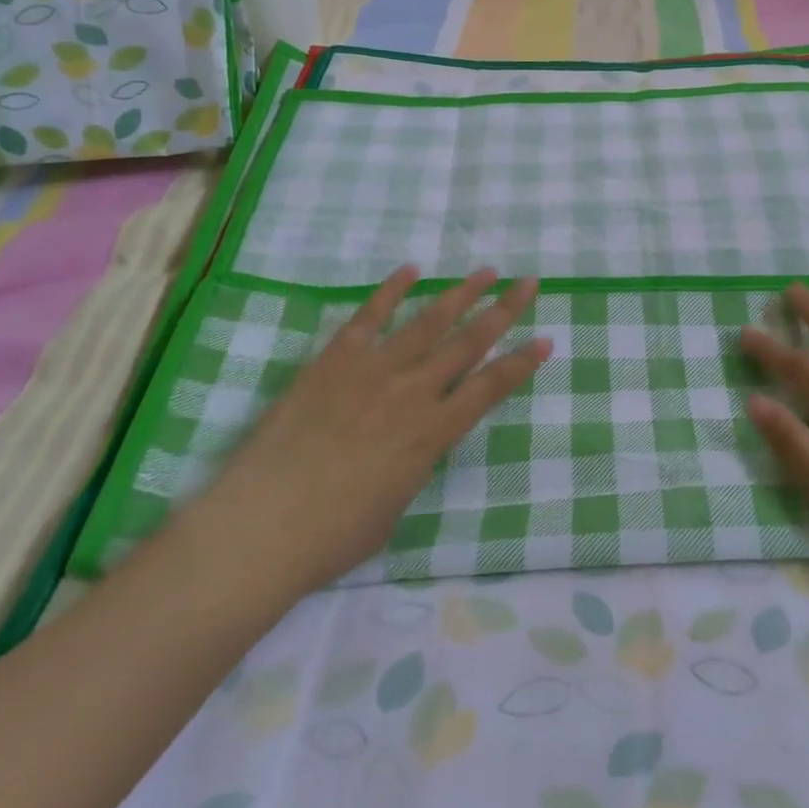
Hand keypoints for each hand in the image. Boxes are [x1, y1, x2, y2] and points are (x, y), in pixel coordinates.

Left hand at [203, 266, 549, 594]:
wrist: (262, 525)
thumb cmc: (332, 536)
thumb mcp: (395, 506)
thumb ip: (414, 463)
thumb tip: (416, 440)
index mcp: (432, 434)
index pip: (490, 388)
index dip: (522, 363)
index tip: (546, 340)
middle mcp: (412, 393)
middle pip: (469, 343)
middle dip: (503, 311)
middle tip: (528, 283)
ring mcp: (373, 370)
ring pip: (428, 322)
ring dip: (460, 294)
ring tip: (485, 272)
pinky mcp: (334, 361)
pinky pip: (368, 317)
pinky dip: (390, 291)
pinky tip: (411, 270)